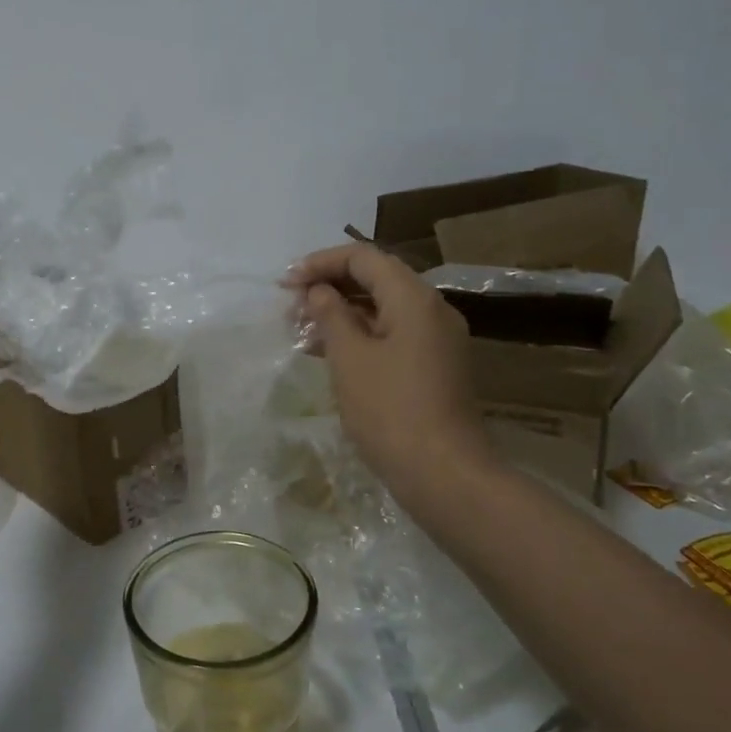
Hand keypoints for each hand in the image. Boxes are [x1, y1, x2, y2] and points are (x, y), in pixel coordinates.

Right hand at [289, 244, 492, 500]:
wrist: (444, 474)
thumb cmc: (390, 410)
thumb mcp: (349, 358)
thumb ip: (330, 315)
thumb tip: (318, 291)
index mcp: (414, 298)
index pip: (364, 257)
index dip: (321, 263)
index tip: (286, 283)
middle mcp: (432, 310)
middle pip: (376, 279)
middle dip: (330, 287)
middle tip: (291, 309)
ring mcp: (437, 340)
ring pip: (383, 309)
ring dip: (342, 313)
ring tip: (302, 332)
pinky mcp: (435, 367)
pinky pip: (393, 335)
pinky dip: (361, 336)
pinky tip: (329, 354)